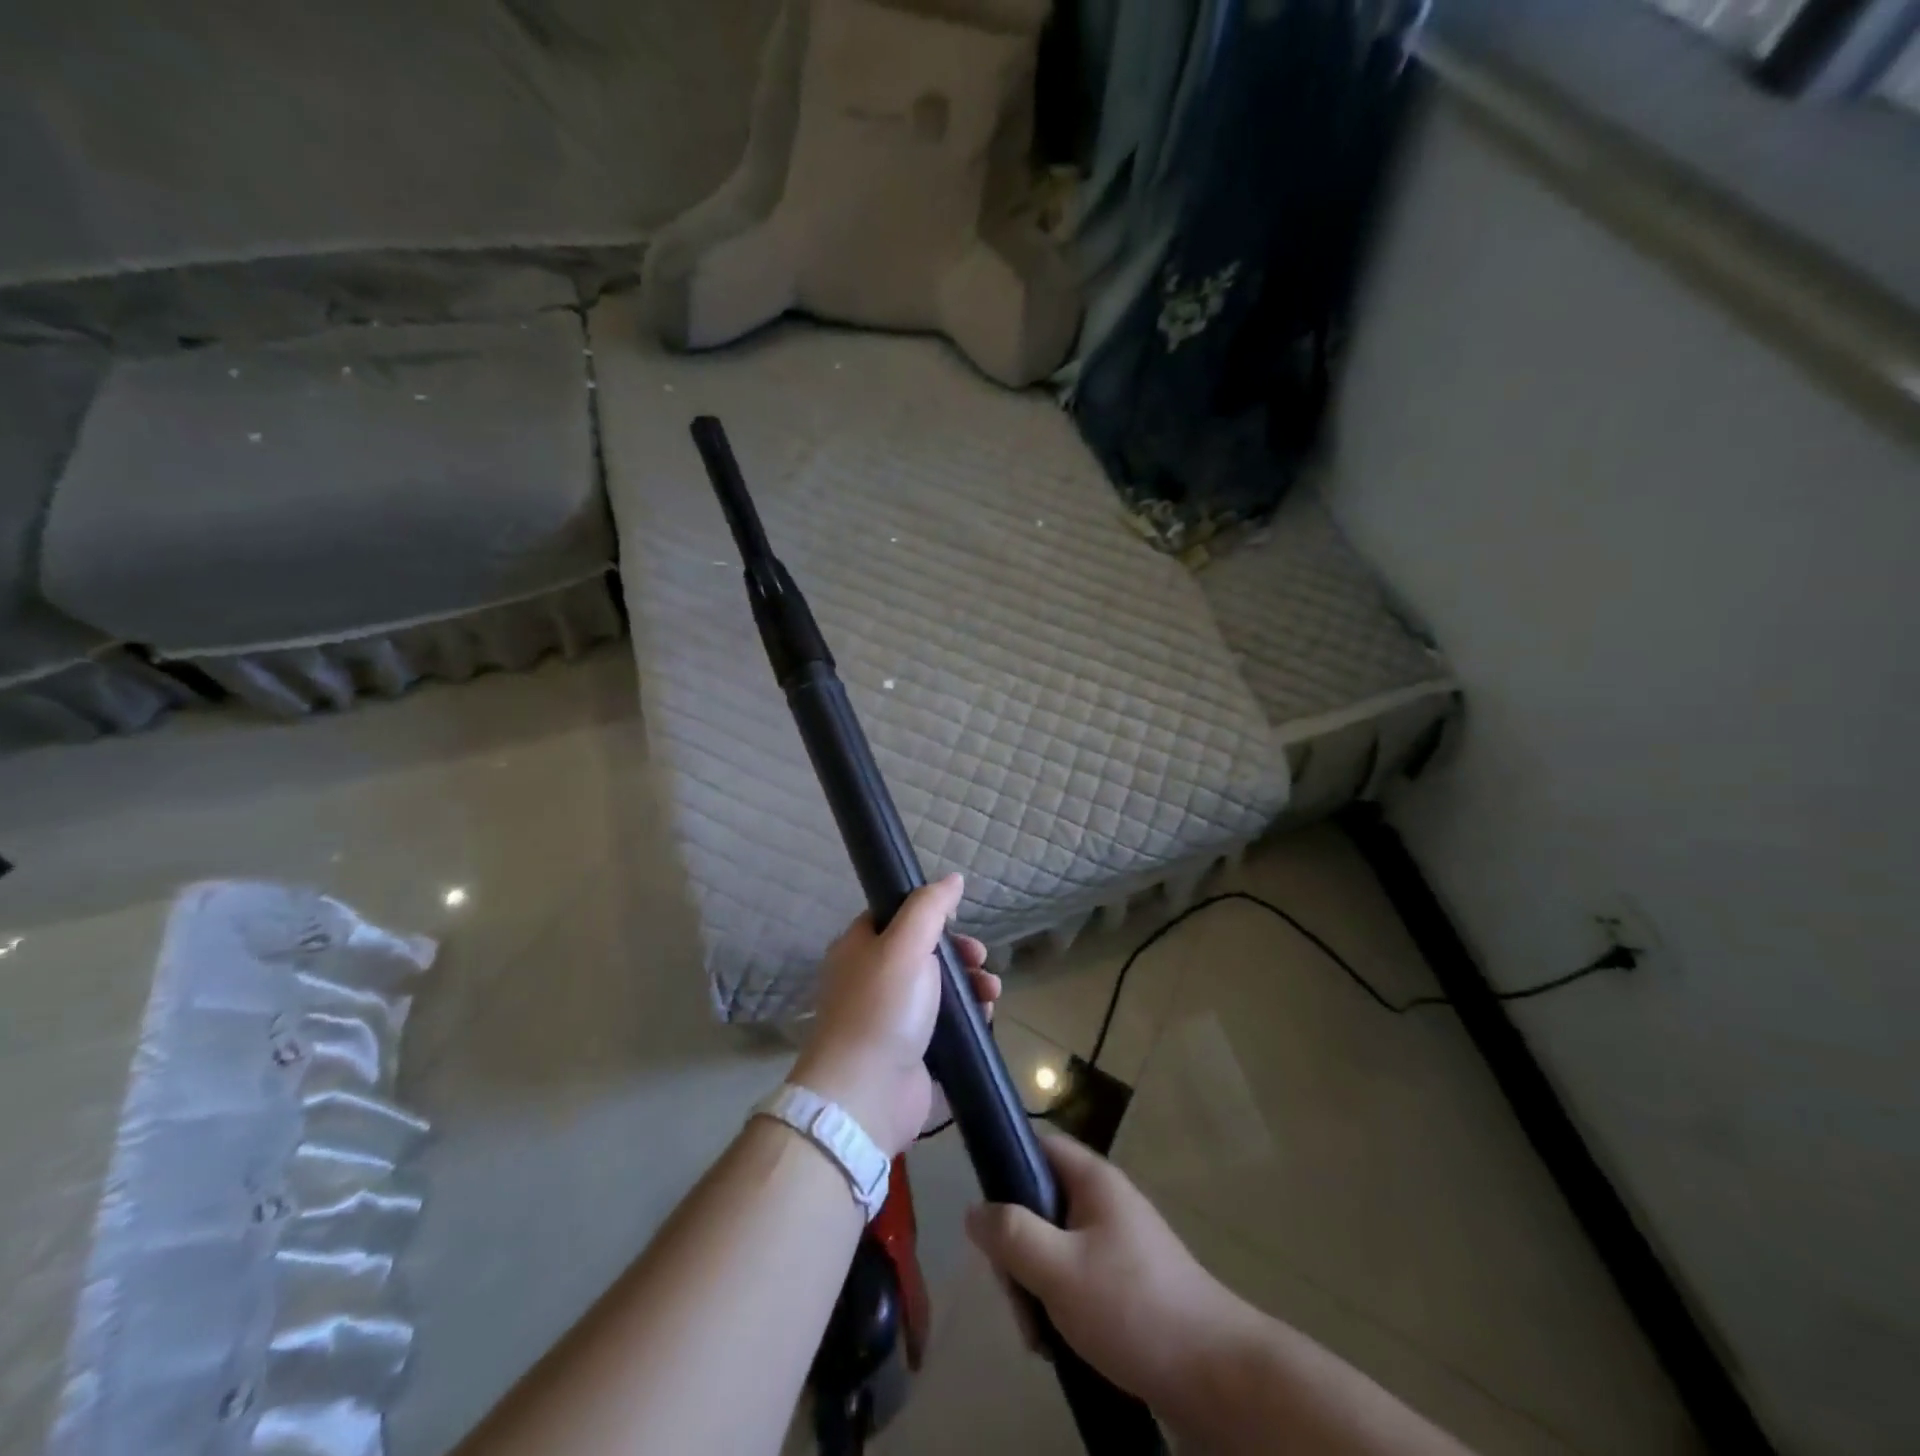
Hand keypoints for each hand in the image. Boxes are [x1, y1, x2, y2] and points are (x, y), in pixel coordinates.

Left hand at [792, 875, 999, 1157]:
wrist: (867, 1095)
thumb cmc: (883, 1008)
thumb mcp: (905, 944)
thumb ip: (929, 907)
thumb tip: (952, 878)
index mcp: (859, 949)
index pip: (895, 918)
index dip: (930, 915)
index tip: (959, 921)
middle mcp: (872, 981)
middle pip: (924, 955)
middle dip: (960, 955)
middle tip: (981, 960)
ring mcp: (891, 1020)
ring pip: (940, 991)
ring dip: (971, 986)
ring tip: (991, 993)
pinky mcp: (912, 1053)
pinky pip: (947, 1027)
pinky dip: (969, 1020)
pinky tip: (986, 1019)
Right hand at [965, 1131, 1257, 1430]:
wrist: (1216, 1376)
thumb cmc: (1133, 1307)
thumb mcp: (1059, 1270)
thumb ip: (1011, 1235)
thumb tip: (973, 1210)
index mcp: (1092, 1180)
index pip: (1037, 1146)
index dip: (1006, 1168)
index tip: (989, 1219)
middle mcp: (1105, 1202)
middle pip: (1040, 1205)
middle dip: (1019, 1252)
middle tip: (1018, 1299)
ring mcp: (1118, 1243)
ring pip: (1055, 1249)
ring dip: (1037, 1289)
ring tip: (1041, 1337)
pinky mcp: (1127, 1283)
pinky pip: (1077, 1279)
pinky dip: (1062, 1308)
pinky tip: (1061, 1346)